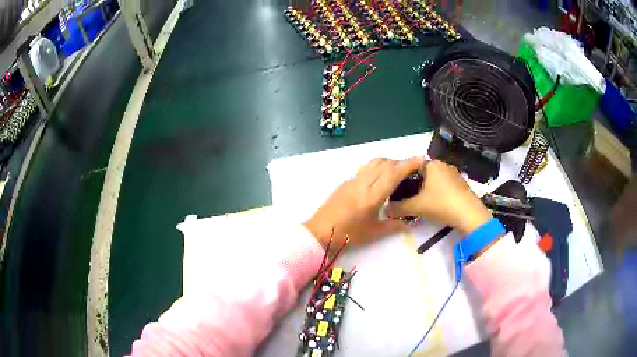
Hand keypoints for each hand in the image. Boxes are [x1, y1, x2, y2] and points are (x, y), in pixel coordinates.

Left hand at [303, 157, 425, 247]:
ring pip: (373, 162)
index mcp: (372, 196)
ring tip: (395, 173)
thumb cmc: (347, 235)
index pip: (393, 173)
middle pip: (384, 163)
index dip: (408, 164)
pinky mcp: (345, 182)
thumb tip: (408, 223)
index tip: (421, 159)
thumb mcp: (373, 233)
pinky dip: (376, 167)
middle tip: (410, 171)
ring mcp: (352, 181)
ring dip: (387, 162)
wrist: (319, 232)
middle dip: (400, 163)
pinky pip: (365, 168)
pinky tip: (378, 180)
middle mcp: (363, 183)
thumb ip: (393, 226)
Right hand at [389, 160, 491, 235]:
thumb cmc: (441, 204)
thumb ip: (398, 207)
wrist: (469, 215)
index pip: (412, 167)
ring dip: (426, 190)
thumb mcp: (416, 207)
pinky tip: (435, 205)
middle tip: (406, 199)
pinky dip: (437, 193)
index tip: (397, 191)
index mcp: (432, 164)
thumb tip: (385, 210)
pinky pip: (444, 186)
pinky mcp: (461, 185)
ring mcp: (455, 174)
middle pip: (423, 174)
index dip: (403, 178)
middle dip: (414, 185)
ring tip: (419, 203)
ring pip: (434, 181)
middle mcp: (444, 165)